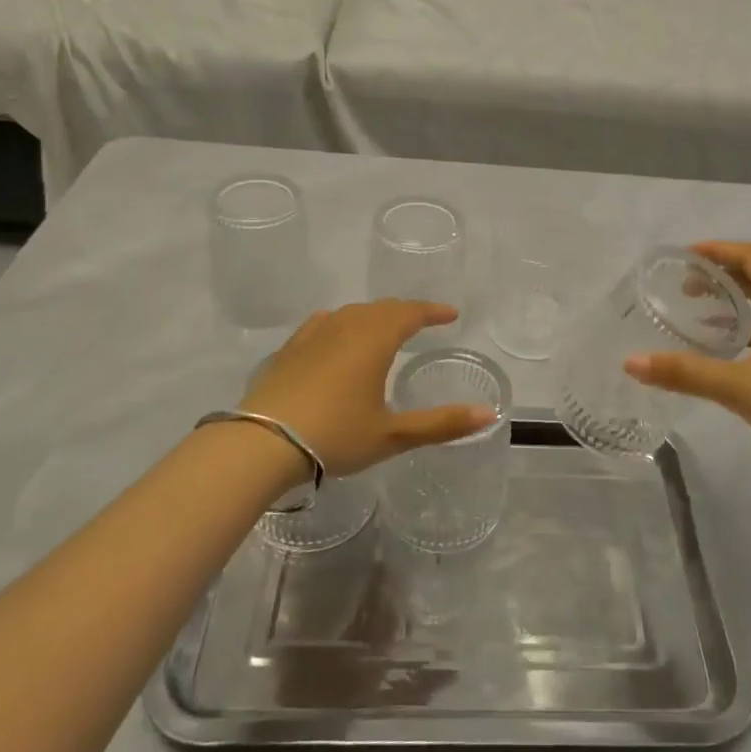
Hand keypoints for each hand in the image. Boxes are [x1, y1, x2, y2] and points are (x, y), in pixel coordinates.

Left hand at [238, 301, 496, 476]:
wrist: (261, 443)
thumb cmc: (335, 435)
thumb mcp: (393, 434)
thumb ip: (442, 423)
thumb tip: (489, 414)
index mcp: (375, 339)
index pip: (411, 313)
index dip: (433, 311)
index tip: (450, 314)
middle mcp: (346, 326)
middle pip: (382, 308)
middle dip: (406, 312)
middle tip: (423, 321)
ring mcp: (313, 334)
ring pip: (352, 312)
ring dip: (374, 316)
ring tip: (384, 329)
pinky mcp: (290, 348)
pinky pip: (324, 323)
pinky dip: (342, 323)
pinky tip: (336, 335)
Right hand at [624, 242, 750, 503]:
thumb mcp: (742, 387)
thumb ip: (686, 373)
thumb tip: (630, 362)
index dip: (717, 250)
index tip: (681, 255)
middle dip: (721, 276)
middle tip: (682, 285)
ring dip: (735, 305)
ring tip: (699, 315)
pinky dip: (749, 334)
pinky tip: (730, 357)